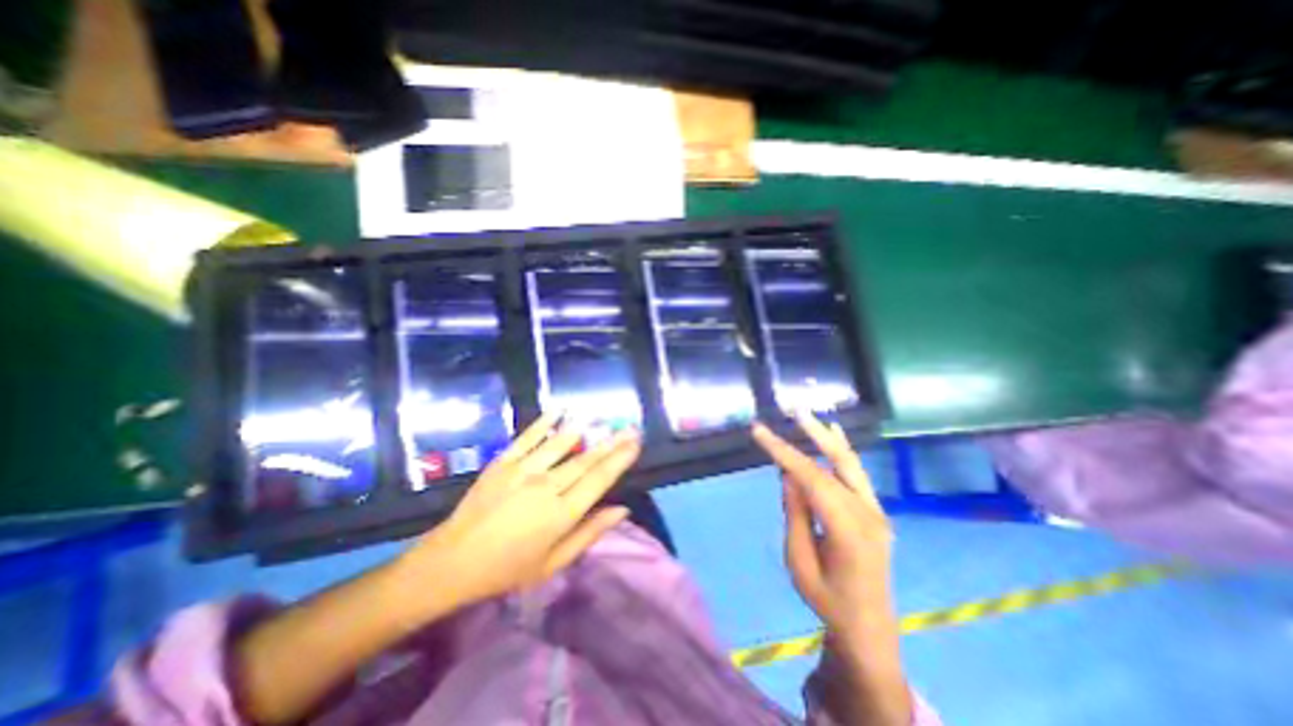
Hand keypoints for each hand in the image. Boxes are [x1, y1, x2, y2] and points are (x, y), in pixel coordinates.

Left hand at [403, 414, 640, 606]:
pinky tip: (559, 410)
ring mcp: (523, 471)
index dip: (620, 459)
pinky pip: (528, 437)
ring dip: (585, 429)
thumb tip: (622, 509)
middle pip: (586, 459)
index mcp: (561, 514)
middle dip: (611, 442)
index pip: (599, 479)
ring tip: (603, 417)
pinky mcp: (503, 462)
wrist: (451, 562)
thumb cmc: (507, 569)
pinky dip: (545, 423)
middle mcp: (546, 487)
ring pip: (561, 444)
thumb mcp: (553, 563)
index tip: (636, 443)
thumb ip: (590, 533)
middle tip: (629, 427)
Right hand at [749, 410, 902, 636]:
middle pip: (835, 464)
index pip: (811, 479)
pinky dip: (841, 450)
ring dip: (827, 437)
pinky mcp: (874, 510)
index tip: (759, 432)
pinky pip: (856, 473)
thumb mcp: (798, 561)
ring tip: (807, 415)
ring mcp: (876, 510)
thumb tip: (788, 474)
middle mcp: (868, 513)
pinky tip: (833, 432)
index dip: (784, 452)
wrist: (868, 625)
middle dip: (811, 433)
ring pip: (849, 463)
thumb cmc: (826, 598)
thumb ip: (795, 514)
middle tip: (793, 409)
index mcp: (848, 530)